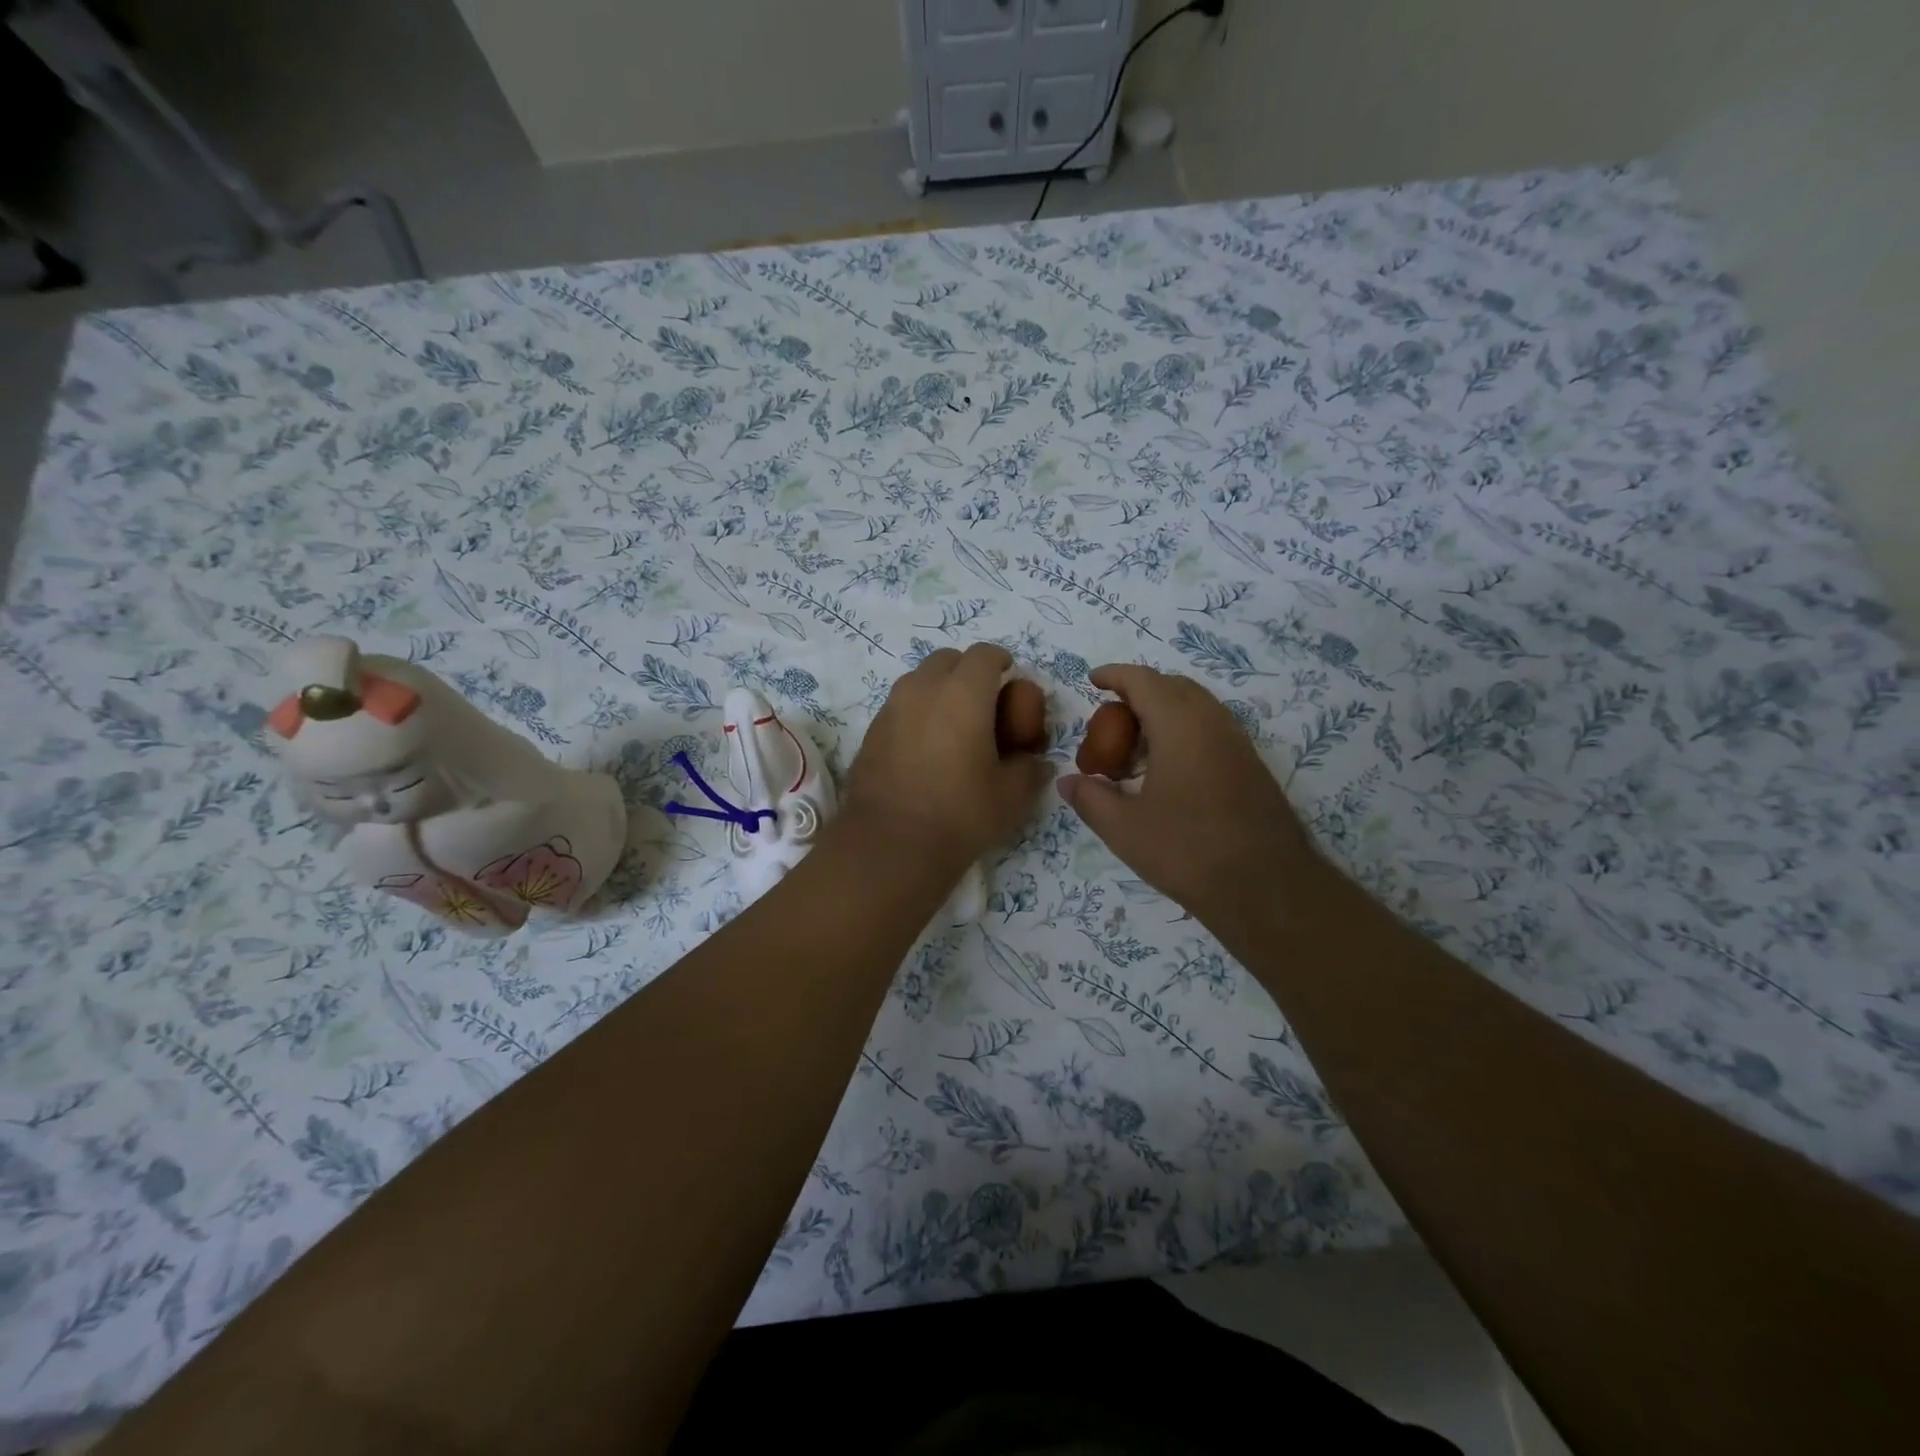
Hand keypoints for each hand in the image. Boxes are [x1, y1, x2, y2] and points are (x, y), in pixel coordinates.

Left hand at [837, 643, 1051, 876]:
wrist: (890, 845)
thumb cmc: (960, 814)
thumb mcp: (1012, 796)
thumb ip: (1030, 769)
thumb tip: (1035, 762)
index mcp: (963, 693)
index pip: (985, 654)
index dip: (1001, 662)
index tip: (1010, 679)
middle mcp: (923, 689)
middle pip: (948, 659)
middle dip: (968, 671)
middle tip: (983, 703)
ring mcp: (891, 708)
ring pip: (919, 680)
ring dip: (940, 690)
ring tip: (954, 726)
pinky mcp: (871, 732)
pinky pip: (900, 706)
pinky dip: (917, 713)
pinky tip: (926, 748)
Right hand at [1057, 664, 1326, 930]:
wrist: (1266, 888)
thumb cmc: (1187, 852)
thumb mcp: (1124, 829)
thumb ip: (1090, 798)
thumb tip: (1067, 781)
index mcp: (1180, 726)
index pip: (1144, 681)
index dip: (1115, 675)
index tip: (1093, 680)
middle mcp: (1213, 723)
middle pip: (1174, 686)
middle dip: (1140, 692)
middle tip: (1112, 721)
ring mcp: (1238, 743)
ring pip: (1197, 706)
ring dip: (1165, 712)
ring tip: (1138, 746)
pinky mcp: (1251, 766)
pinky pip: (1212, 728)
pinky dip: (1185, 731)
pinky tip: (1169, 769)